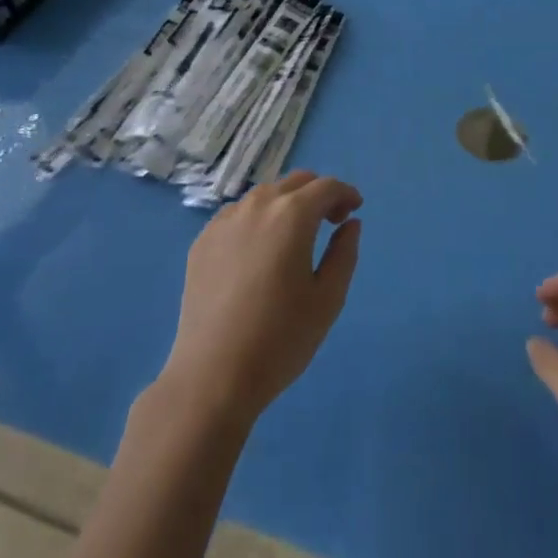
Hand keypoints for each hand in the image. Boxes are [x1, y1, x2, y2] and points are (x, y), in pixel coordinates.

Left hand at [157, 170, 362, 426]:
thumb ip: (345, 253)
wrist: (213, 374)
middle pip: (295, 182)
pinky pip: (238, 214)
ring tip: (295, 236)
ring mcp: (225, 220)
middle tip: (330, 222)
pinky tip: (260, 250)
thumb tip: (350, 224)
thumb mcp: (328, 299)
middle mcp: (257, 205)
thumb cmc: (280, 338)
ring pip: (265, 195)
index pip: (326, 187)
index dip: (346, 194)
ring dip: (287, 204)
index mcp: (292, 214)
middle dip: (318, 194)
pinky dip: (258, 219)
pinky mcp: (203, 239)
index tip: (355, 210)